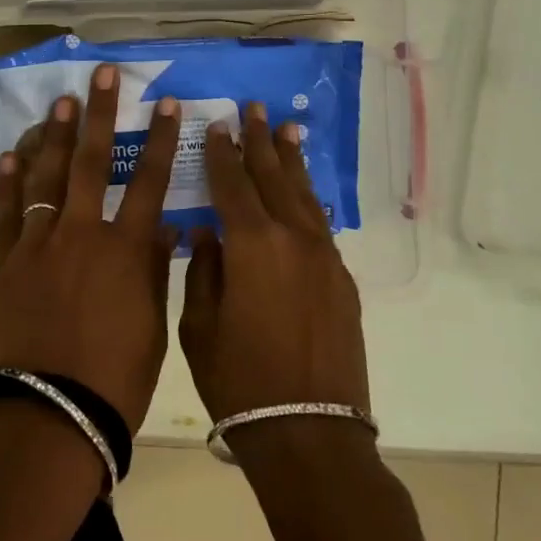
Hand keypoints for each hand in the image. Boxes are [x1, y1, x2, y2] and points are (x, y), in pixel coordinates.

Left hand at [0, 64, 181, 433]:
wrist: (46, 418)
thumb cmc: (113, 381)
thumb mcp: (150, 328)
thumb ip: (155, 272)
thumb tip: (164, 228)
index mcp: (125, 250)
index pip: (148, 181)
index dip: (158, 139)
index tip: (164, 104)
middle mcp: (81, 234)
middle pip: (91, 162)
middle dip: (99, 114)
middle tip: (102, 74)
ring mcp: (35, 245)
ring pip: (44, 177)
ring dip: (53, 135)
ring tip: (59, 101)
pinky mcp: (0, 264)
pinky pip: (5, 214)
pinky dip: (8, 181)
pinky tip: (12, 153)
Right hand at [179, 104, 370, 424]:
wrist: (309, 431)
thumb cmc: (239, 381)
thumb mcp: (199, 326)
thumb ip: (203, 270)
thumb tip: (207, 233)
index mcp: (251, 244)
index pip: (232, 184)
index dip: (223, 153)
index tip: (219, 124)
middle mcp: (292, 238)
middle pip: (273, 177)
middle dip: (261, 141)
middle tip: (255, 108)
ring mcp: (323, 257)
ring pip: (304, 195)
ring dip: (292, 161)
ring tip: (287, 129)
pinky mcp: (341, 279)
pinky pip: (320, 224)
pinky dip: (308, 199)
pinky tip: (304, 190)